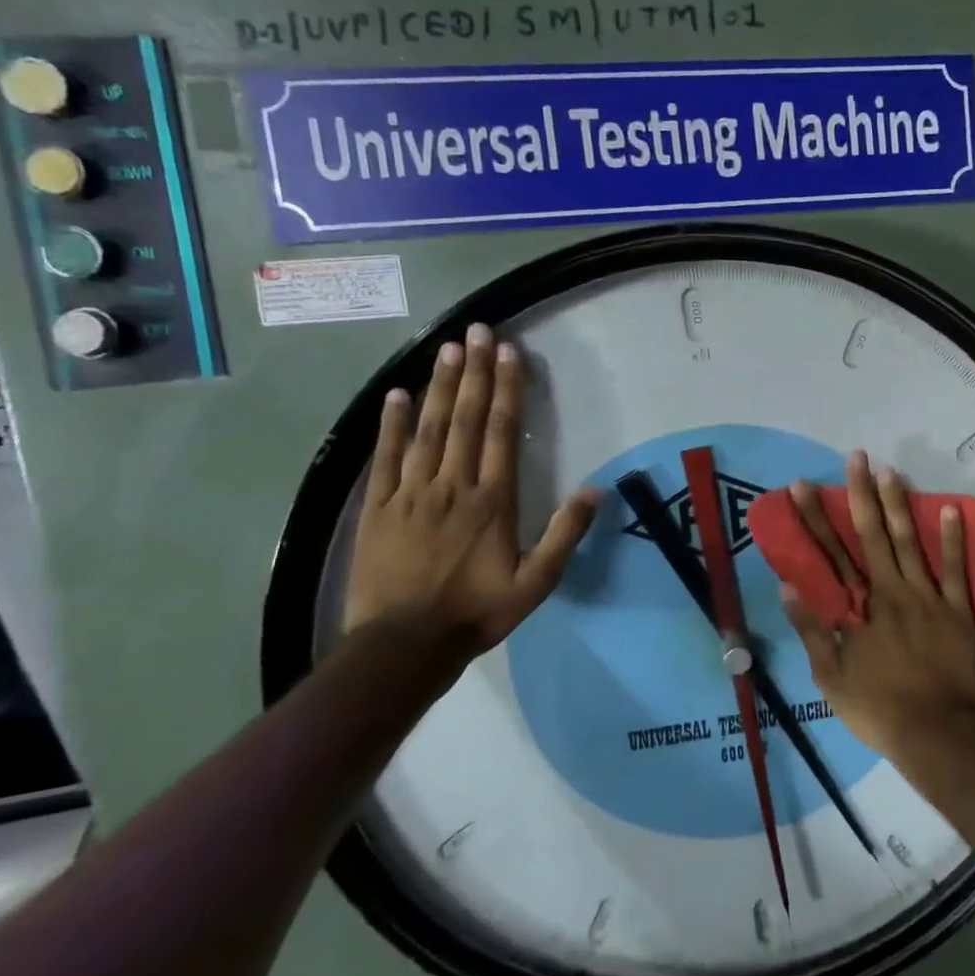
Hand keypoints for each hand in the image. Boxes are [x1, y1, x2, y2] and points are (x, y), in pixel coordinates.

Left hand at [344, 323, 598, 664]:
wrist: (404, 645)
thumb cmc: (477, 612)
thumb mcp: (536, 583)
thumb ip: (565, 535)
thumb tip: (597, 491)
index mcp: (492, 500)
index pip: (502, 432)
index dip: (507, 389)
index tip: (508, 352)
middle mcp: (453, 485)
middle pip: (466, 419)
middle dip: (474, 373)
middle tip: (478, 331)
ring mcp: (411, 493)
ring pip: (429, 429)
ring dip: (440, 387)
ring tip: (447, 348)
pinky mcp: (377, 508)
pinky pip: (385, 458)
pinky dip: (392, 425)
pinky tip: (398, 395)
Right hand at [779, 452, 974, 764]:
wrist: (937, 735)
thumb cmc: (878, 709)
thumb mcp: (830, 677)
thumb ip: (811, 630)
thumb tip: (789, 588)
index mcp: (858, 608)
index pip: (829, 553)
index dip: (814, 517)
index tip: (802, 486)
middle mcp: (891, 591)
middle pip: (870, 535)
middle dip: (860, 494)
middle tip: (855, 458)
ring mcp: (928, 597)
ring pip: (910, 542)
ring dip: (899, 504)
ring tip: (890, 470)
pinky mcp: (958, 610)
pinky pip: (957, 569)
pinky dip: (954, 538)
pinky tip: (950, 508)